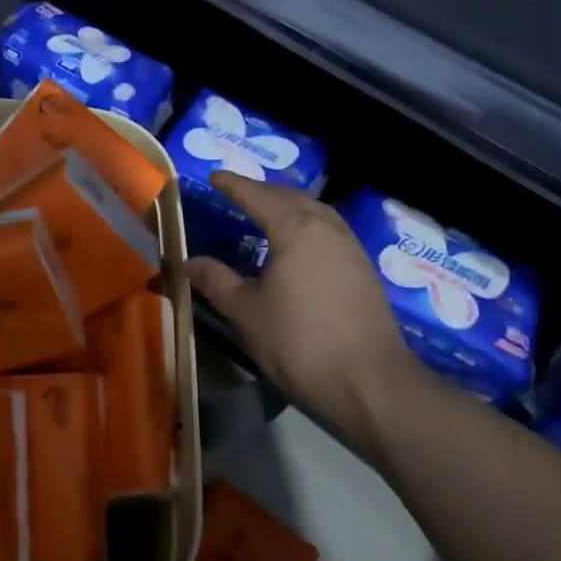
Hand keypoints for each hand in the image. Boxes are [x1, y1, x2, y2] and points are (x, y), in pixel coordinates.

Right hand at [185, 173, 419, 420]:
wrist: (372, 384)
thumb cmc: (301, 342)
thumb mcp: (247, 312)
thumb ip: (216, 281)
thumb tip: (188, 262)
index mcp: (296, 227)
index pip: (258, 195)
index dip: (234, 185)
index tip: (213, 177)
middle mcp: (327, 227)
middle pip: (291, 197)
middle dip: (263, 191)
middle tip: (238, 193)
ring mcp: (351, 247)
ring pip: (315, 212)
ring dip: (288, 207)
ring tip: (266, 214)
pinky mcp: (364, 270)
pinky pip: (328, 231)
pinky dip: (306, 226)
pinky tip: (298, 247)